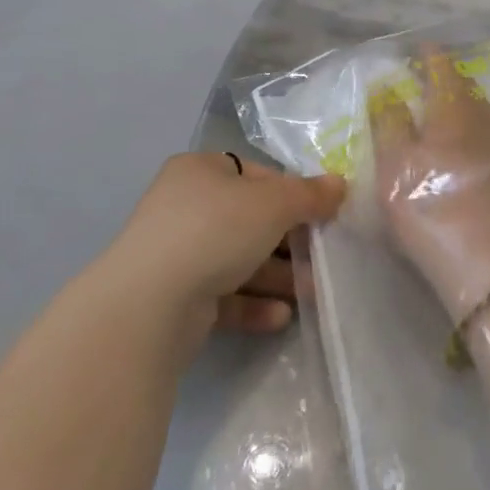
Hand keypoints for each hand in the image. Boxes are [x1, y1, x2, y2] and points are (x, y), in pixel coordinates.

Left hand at [110, 152, 343, 350]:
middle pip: (250, 220)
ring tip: (311, 293)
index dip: (291, 192)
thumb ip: (310, 194)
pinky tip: (280, 317)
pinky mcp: (175, 299)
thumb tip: (340, 184)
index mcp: (200, 172)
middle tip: (322, 258)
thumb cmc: (215, 231)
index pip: (256, 175)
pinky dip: (253, 304)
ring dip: (278, 276)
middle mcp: (185, 207)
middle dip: (290, 241)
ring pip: (239, 260)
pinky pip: (223, 296)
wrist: (150, 305)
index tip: (321, 214)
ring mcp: (177, 255)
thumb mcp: (273, 204)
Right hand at [370, 48, 489, 322]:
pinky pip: (486, 132)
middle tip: (423, 79)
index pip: (443, 68)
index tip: (419, 48)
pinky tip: (458, 144)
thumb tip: (386, 87)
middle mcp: (483, 117)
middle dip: (446, 78)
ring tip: (438, 110)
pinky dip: (469, 126)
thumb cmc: (431, 204)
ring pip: (479, 110)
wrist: (489, 261)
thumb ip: (389, 121)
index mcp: (454, 107)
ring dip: (460, 103)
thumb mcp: (395, 163)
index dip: (430, 56)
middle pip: (465, 87)